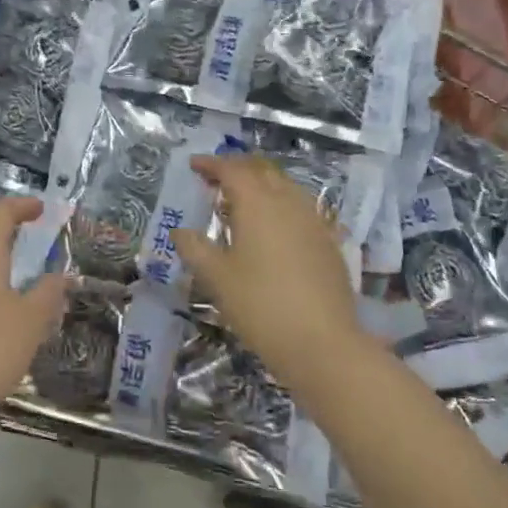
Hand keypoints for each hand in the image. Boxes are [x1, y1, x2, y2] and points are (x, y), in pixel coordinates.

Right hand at [170, 154, 363, 390]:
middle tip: (216, 179)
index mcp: (257, 202)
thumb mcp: (217, 278)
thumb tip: (180, 232)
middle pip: (262, 170)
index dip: (211, 163)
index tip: (194, 165)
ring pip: (285, 187)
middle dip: (238, 168)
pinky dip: (281, 205)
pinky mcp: (328, 241)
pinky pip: (300, 208)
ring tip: (241, 202)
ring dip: (261, 184)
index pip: (232, 169)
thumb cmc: (260, 305)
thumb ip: (195, 249)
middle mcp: (288, 201)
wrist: (323, 343)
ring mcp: (313, 220)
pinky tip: (273, 227)